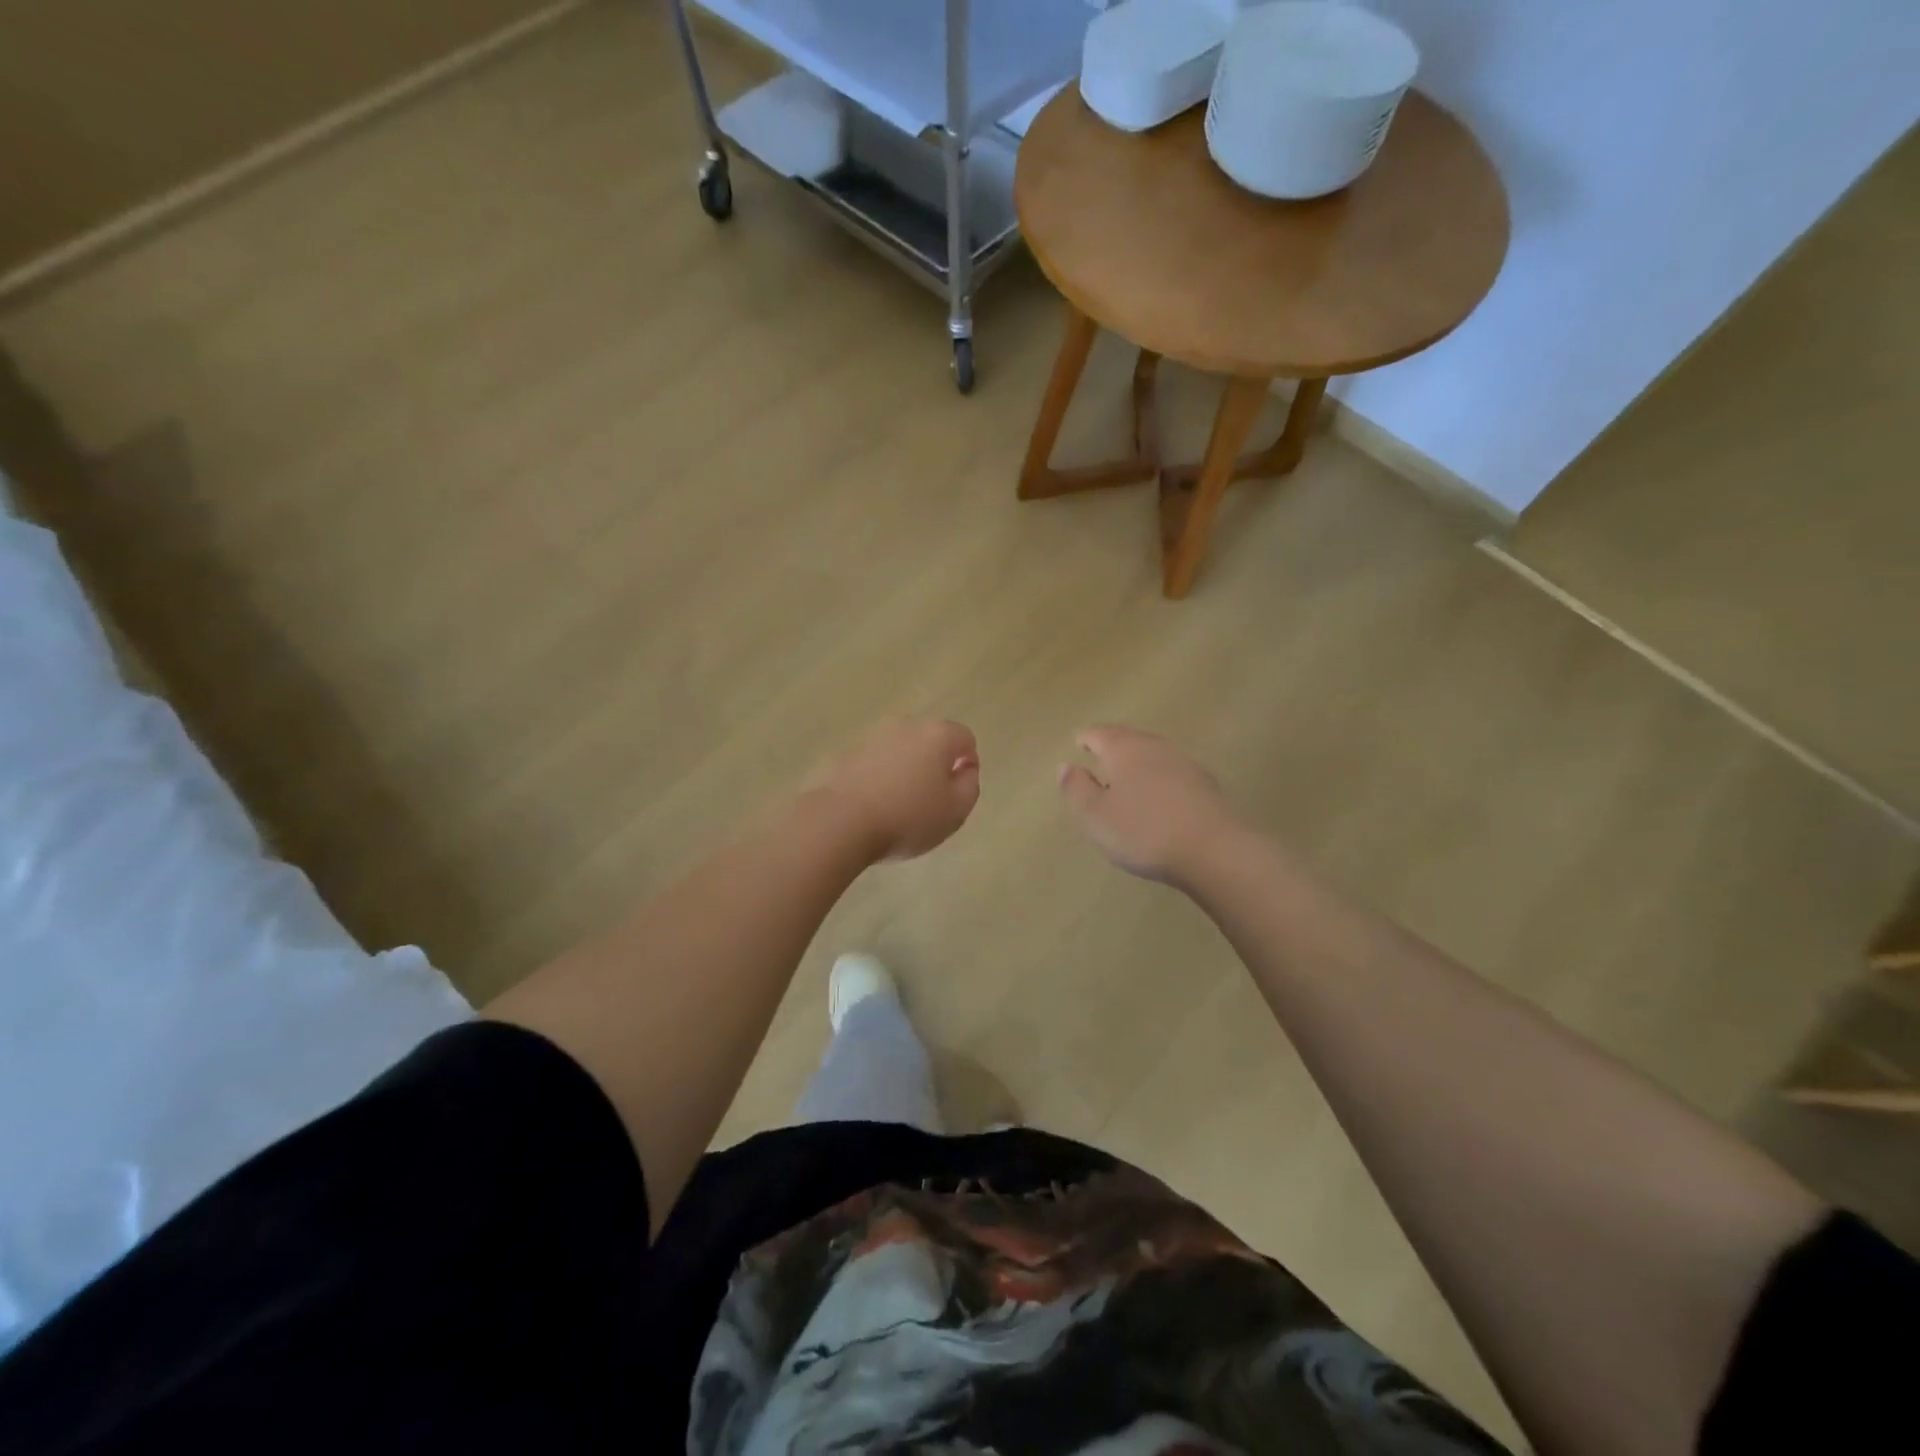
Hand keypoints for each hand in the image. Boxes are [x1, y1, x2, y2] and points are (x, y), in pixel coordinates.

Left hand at [808, 717, 980, 861]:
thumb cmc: (908, 817)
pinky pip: (875, 761)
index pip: (964, 738)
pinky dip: (880, 776)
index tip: (957, 791)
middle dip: (935, 764)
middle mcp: (905, 725)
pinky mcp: (847, 752)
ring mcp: (873, 736)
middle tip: (931, 800)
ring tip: (899, 805)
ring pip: (901, 749)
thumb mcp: (956, 811)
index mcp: (937, 735)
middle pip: (930, 740)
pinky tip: (874, 804)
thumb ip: (970, 785)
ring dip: (906, 769)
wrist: (841, 821)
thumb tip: (965, 769)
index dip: (968, 763)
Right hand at [1058, 725, 1243, 886]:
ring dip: (1138, 764)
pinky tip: (1157, 800)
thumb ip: (1076, 789)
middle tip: (1099, 760)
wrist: (1213, 850)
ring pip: (1152, 755)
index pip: (1098, 734)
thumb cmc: (1143, 830)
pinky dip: (1158, 780)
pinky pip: (1172, 774)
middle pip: (1128, 739)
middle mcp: (1154, 747)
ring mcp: (1184, 763)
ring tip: (1126, 781)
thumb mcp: (1095, 815)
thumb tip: (1066, 766)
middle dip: (1112, 748)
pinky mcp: (1205, 785)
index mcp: (1123, 748)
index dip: (1085, 739)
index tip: (1078, 744)